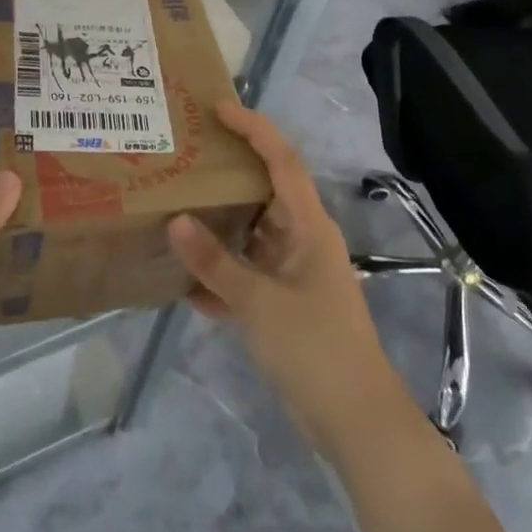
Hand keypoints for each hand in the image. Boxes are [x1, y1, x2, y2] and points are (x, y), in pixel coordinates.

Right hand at [167, 102, 410, 460]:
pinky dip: (222, 275)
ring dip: (221, 226)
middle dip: (231, 174)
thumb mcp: (259, 303)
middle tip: (188, 157)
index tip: (220, 110)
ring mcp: (297, 274)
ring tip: (177, 208)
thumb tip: (176, 221)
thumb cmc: (315, 349)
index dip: (255, 130)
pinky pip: (249, 275)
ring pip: (254, 235)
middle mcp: (305, 240)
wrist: (356, 421)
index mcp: (310, 227)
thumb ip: (216, 263)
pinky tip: (185, 282)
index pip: (282, 162)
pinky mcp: (287, 305)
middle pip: (266, 193)